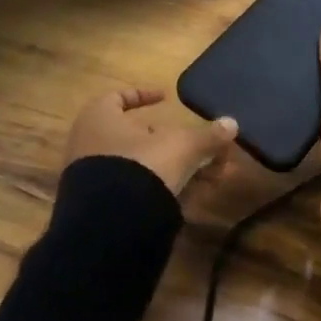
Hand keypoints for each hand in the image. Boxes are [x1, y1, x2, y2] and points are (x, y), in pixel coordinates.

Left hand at [63, 88, 237, 197]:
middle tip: (201, 147)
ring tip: (210, 177)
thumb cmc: (142, 165)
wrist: (111, 225)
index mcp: (99, 117)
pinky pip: (135, 190)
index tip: (166, 99)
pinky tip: (191, 199)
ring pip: (141, 166)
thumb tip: (232, 124)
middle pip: (137, 136)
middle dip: (174, 142)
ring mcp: (93, 177)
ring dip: (175, 168)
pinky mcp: (101, 205)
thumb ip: (206, 136)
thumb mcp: (181, 146)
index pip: (119, 97)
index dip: (144, 96)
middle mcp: (89, 143)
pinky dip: (163, 189)